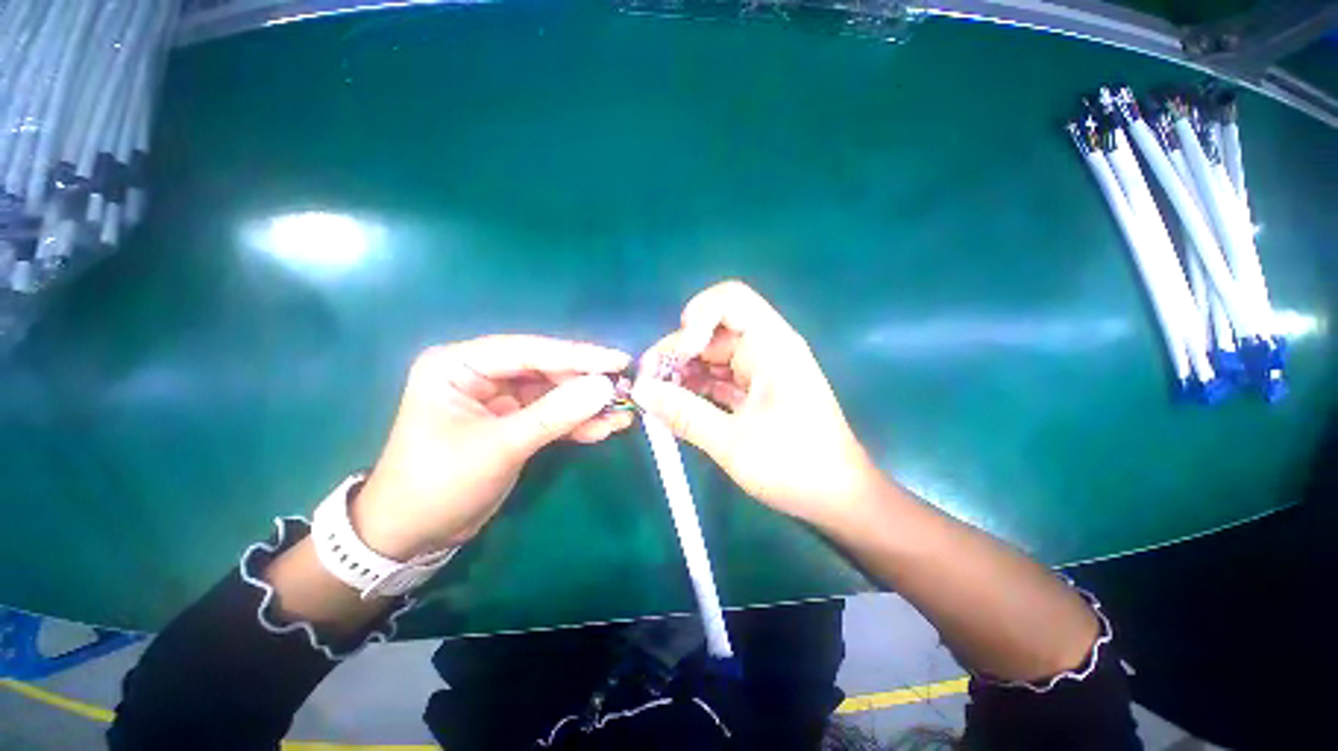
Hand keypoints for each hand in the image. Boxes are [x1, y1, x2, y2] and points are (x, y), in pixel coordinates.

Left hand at [353, 335, 633, 558]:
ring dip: (587, 405)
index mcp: (459, 364)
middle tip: (626, 388)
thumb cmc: (440, 484)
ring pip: (554, 392)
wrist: (414, 535)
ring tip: (624, 411)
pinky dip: (577, 422)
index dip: (578, 355)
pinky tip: (606, 428)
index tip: (618, 360)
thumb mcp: (500, 446)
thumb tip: (605, 387)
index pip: (528, 350)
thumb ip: (554, 414)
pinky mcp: (514, 420)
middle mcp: (481, 373)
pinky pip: (552, 414)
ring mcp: (500, 397)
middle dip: (586, 382)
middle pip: (546, 369)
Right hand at [632, 281, 883, 530]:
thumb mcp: (731, 442)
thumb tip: (642, 391)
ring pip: (712, 356)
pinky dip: (697, 388)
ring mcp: (762, 370)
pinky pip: (720, 377)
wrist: (839, 499)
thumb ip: (683, 413)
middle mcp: (767, 349)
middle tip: (649, 384)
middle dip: (678, 352)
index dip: (697, 317)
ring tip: (657, 399)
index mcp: (772, 347)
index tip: (680, 355)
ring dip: (684, 372)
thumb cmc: (794, 467)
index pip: (730, 300)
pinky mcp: (757, 390)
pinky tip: (676, 406)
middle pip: (712, 331)